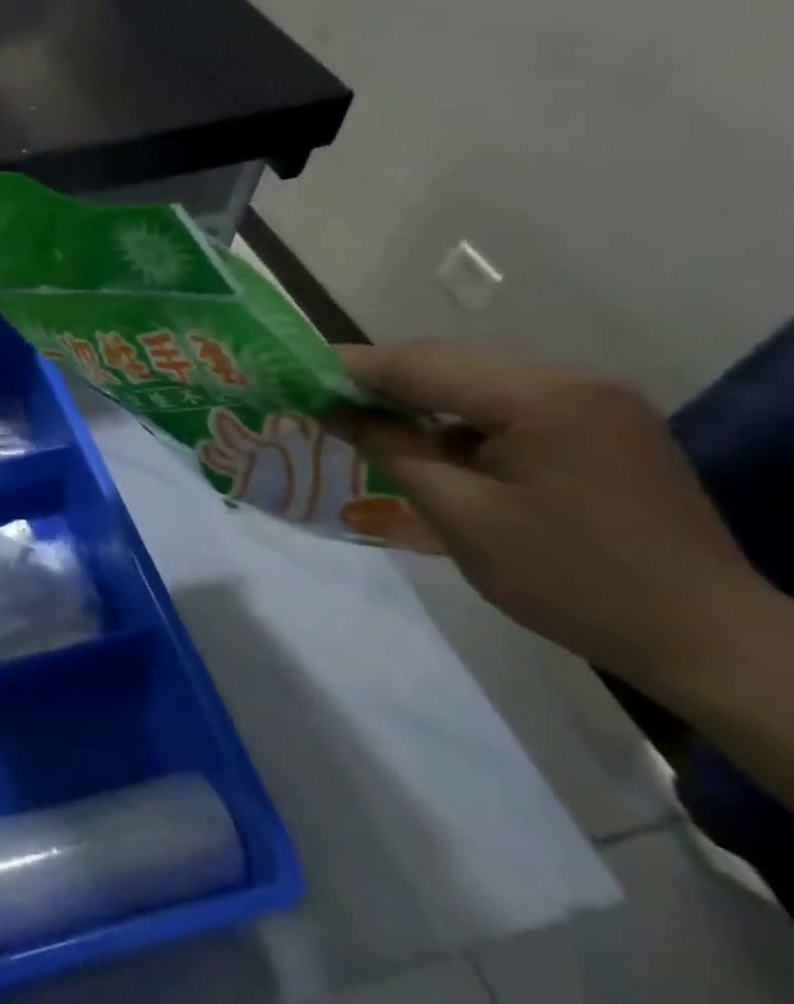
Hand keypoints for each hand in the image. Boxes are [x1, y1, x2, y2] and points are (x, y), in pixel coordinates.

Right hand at [336, 340, 770, 697]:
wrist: (709, 641)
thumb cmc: (572, 581)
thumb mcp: (461, 517)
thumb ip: (391, 449)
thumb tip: (334, 410)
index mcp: (542, 398)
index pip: (421, 363)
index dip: (351, 366)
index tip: (295, 372)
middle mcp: (574, 381)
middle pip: (450, 362)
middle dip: (382, 379)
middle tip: (323, 399)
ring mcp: (597, 400)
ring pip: (477, 379)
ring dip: (420, 397)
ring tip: (368, 421)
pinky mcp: (606, 424)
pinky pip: (511, 402)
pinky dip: (462, 416)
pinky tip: (436, 445)